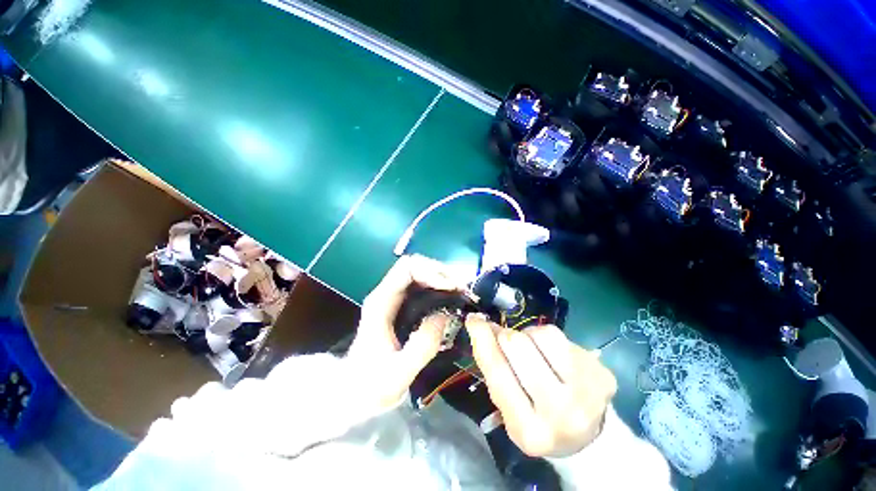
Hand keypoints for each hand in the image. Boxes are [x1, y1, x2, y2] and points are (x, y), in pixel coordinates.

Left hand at [347, 254, 463, 409]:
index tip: (452, 288)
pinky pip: (422, 286)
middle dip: (441, 272)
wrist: (354, 392)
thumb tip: (445, 315)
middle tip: (461, 290)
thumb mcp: (399, 373)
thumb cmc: (372, 385)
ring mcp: (393, 298)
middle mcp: (386, 293)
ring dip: (442, 278)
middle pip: (415, 265)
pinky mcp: (400, 305)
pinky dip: (439, 287)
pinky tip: (451, 299)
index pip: (407, 269)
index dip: (432, 272)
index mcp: (381, 302)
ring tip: (460, 293)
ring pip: (419, 273)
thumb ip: (422, 345)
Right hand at [465, 314, 616, 457]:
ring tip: (532, 349)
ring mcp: (587, 392)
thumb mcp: (508, 408)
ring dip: (529, 336)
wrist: (587, 439)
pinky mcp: (602, 374)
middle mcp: (560, 413)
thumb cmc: (537, 422)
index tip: (473, 320)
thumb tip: (481, 326)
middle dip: (505, 336)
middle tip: (504, 339)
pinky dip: (549, 339)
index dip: (482, 339)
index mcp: (528, 429)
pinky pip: (563, 336)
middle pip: (518, 345)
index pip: (497, 371)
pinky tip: (553, 355)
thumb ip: (494, 370)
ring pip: (543, 334)